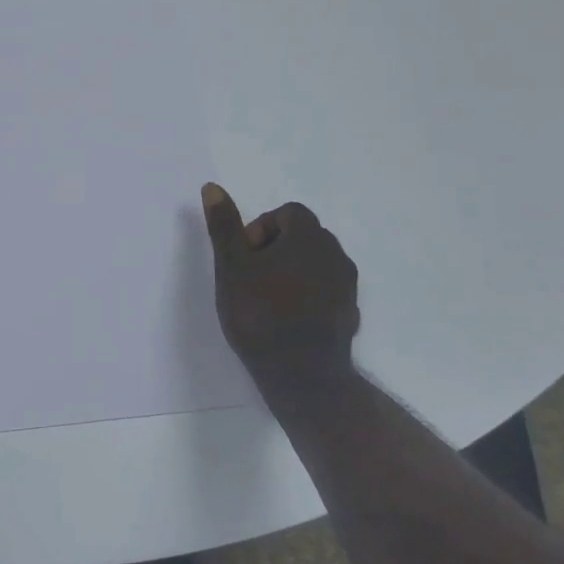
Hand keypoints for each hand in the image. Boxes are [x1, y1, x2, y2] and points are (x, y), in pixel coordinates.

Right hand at [200, 183, 359, 389]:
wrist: (302, 376)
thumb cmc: (261, 314)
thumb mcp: (232, 267)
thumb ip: (224, 226)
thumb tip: (213, 187)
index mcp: (309, 237)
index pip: (287, 213)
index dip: (260, 229)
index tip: (245, 258)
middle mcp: (335, 254)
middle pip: (303, 236)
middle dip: (275, 248)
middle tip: (251, 278)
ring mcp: (348, 286)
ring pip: (316, 263)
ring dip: (292, 271)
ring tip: (267, 299)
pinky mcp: (350, 313)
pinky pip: (326, 291)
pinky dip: (308, 295)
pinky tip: (288, 320)